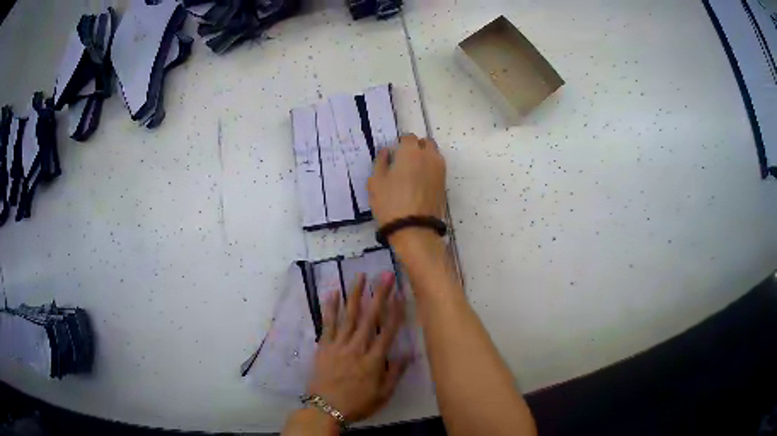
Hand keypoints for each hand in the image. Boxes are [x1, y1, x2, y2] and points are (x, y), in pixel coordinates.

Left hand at [306, 272, 410, 423]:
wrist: (326, 408)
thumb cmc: (357, 403)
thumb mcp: (383, 394)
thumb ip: (396, 373)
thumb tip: (410, 353)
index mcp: (374, 360)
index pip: (388, 331)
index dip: (395, 311)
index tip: (401, 294)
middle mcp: (357, 347)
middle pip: (370, 317)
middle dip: (379, 295)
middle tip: (384, 275)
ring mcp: (339, 345)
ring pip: (349, 316)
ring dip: (355, 295)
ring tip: (360, 276)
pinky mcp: (324, 346)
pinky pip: (328, 324)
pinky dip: (330, 308)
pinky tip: (333, 293)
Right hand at [368, 134, 446, 227]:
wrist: (414, 229)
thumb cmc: (390, 203)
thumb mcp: (376, 182)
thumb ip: (381, 162)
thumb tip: (387, 151)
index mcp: (411, 152)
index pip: (409, 137)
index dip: (401, 143)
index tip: (394, 152)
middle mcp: (429, 156)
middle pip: (426, 143)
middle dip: (416, 147)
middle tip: (404, 160)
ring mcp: (439, 170)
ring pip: (434, 155)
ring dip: (425, 157)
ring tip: (413, 171)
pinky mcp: (444, 184)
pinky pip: (437, 168)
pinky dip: (430, 169)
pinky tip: (420, 181)